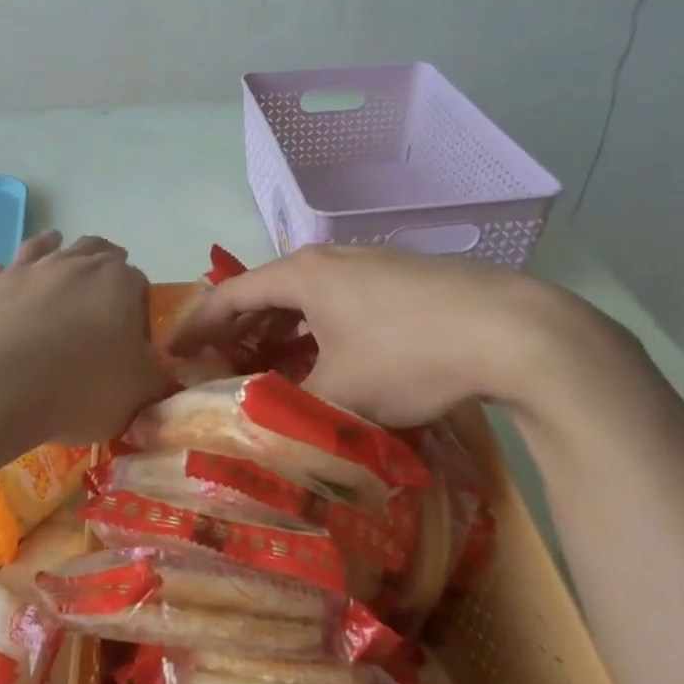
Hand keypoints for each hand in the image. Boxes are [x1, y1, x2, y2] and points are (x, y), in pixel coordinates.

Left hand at [0, 230, 169, 449]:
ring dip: (53, 251)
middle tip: (103, 293)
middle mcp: (70, 263)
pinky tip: (2, 294)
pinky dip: (4, 280)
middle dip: (103, 266)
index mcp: (116, 281)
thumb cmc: (74, 389)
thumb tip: (169, 373)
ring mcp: (20, 270)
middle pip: (94, 251)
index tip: (131, 339)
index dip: (138, 309)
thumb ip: (159, 379)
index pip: (138, 283)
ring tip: (56, 260)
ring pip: (43, 247)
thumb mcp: (137, 395)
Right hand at [167, 244, 616, 425]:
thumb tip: (259, 423)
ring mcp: (371, 267)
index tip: (170, 353)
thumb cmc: (409, 355)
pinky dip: (319, 333)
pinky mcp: (404, 281)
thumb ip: (288, 408)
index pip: (230, 296)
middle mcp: (331, 261)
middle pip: (267, 294)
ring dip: (281, 335)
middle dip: (238, 333)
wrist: (513, 330)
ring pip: (308, 302)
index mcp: (302, 275)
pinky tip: (327, 362)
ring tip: (266, 370)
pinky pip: (341, 306)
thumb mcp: (340, 393)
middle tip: (215, 369)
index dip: (196, 326)